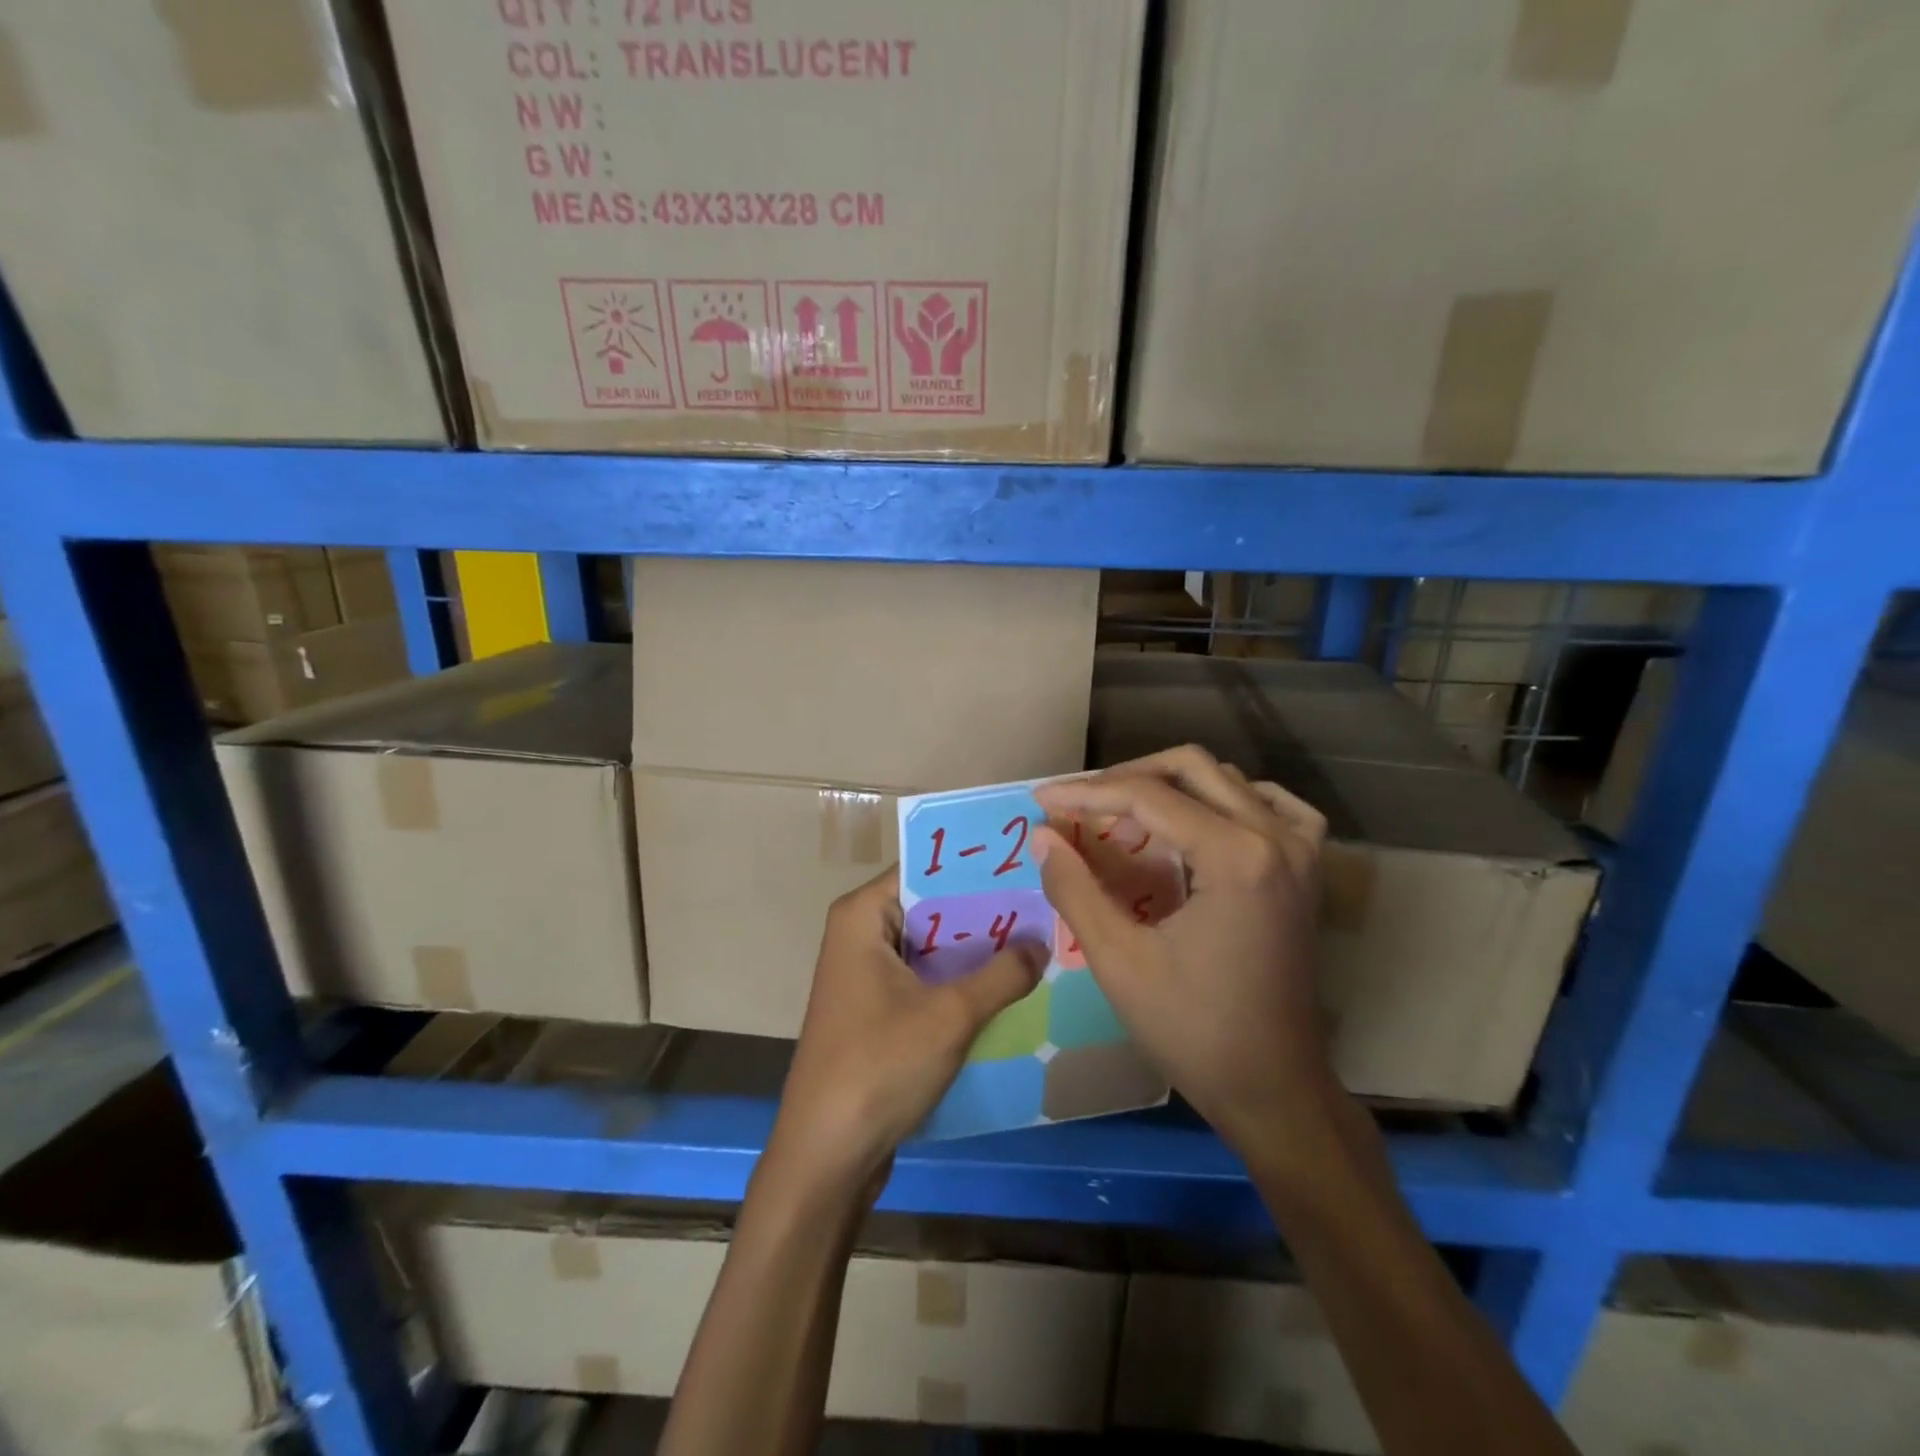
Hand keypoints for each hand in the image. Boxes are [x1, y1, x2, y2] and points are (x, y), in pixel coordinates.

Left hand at [769, 866, 1045, 1192]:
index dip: (975, 866)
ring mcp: (867, 973)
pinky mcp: (878, 1009)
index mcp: (863, 915)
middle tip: (1046, 902)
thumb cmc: (880, 1067)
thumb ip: (1002, 974)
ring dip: (978, 948)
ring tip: (1040, 936)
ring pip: (933, 945)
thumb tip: (1042, 942)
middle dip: (985, 909)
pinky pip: (926, 977)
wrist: (826, 1156)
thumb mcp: (951, 1015)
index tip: (1027, 864)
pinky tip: (1011, 983)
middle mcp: (861, 933)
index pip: (926, 868)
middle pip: (932, 906)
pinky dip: (962, 979)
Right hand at [1033, 745, 1333, 1154]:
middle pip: (1189, 768)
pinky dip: (1227, 798)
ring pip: (1225, 779)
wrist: (1274, 1088)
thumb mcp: (1119, 962)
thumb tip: (1042, 836)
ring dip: (1169, 785)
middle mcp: (1276, 837)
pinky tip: (1200, 818)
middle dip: (1124, 778)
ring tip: (1121, 814)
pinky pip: (1271, 804)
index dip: (1086, 794)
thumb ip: (1075, 890)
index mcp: (1236, 857)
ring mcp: (1300, 850)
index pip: (1148, 797)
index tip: (1040, 801)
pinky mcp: (1306, 870)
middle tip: (1077, 805)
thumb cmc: (1194, 1031)